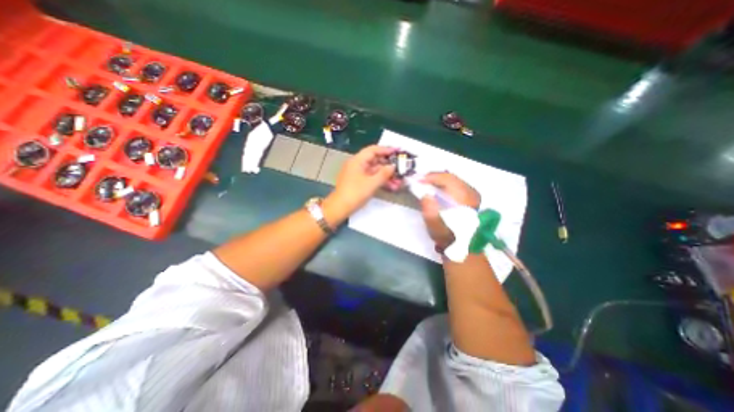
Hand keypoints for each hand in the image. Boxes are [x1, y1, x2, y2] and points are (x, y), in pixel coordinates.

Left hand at [329, 145, 398, 215]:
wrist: (340, 208)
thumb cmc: (355, 193)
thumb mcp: (371, 183)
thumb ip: (384, 174)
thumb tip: (393, 166)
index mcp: (357, 161)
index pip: (373, 150)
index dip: (386, 149)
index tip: (398, 151)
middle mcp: (357, 165)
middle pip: (375, 160)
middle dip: (389, 166)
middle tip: (401, 168)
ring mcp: (358, 174)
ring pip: (375, 171)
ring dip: (387, 175)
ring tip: (399, 181)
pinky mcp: (359, 182)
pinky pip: (372, 178)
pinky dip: (381, 181)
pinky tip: (391, 186)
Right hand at [418, 172, 482, 249]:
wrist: (463, 245)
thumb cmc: (448, 236)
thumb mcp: (436, 227)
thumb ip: (430, 210)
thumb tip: (425, 195)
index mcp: (464, 197)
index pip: (446, 178)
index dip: (430, 177)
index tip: (417, 180)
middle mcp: (470, 192)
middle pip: (449, 177)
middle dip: (433, 178)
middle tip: (419, 181)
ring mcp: (472, 194)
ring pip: (452, 180)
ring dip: (438, 181)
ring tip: (425, 185)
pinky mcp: (470, 198)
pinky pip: (455, 185)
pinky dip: (443, 185)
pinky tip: (436, 190)